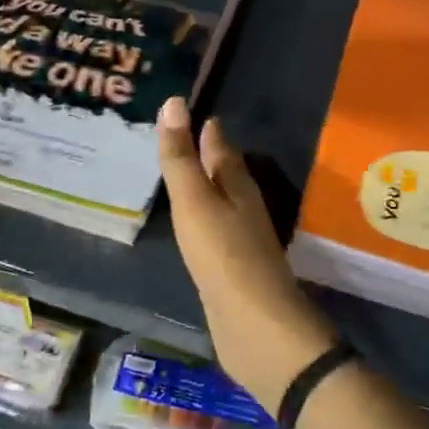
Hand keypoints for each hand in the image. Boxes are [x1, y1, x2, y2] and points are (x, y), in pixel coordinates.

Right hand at [157, 97, 333, 413]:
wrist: (254, 326)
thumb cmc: (223, 255)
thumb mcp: (194, 201)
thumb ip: (181, 157)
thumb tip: (174, 102)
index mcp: (237, 185)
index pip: (220, 146)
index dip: (204, 128)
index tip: (187, 108)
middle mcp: (243, 206)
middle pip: (224, 171)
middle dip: (206, 153)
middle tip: (181, 134)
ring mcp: (240, 238)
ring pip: (221, 200)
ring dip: (205, 184)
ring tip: (183, 172)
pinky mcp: (233, 267)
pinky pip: (214, 228)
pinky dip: (201, 216)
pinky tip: (192, 222)